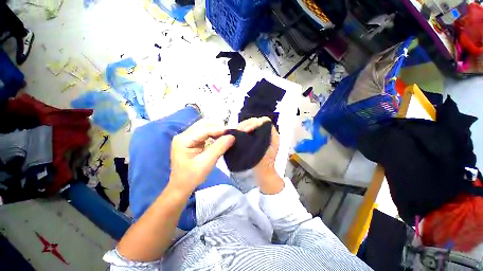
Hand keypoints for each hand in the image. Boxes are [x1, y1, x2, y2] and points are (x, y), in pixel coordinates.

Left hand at [170, 119, 234, 192]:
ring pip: (204, 127)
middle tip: (230, 133)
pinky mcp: (190, 140)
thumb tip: (232, 137)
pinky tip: (219, 137)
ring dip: (215, 129)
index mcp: (184, 140)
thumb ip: (219, 148)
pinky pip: (203, 133)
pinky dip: (213, 134)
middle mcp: (183, 135)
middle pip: (203, 125)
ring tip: (226, 135)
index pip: (204, 129)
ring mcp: (186, 137)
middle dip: (217, 127)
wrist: (181, 186)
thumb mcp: (207, 162)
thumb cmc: (192, 176)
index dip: (219, 129)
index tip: (232, 131)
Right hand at [238, 117, 283, 193]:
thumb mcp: (265, 153)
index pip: (264, 121)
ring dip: (243, 125)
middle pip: (257, 120)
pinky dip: (242, 129)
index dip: (255, 123)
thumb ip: (260, 142)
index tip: (246, 131)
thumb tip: (250, 132)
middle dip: (247, 123)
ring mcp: (259, 134)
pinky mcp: (253, 137)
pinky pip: (247, 129)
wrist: (263, 171)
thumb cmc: (265, 163)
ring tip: (237, 131)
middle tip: (239, 130)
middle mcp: (266, 132)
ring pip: (251, 123)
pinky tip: (238, 133)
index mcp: (272, 134)